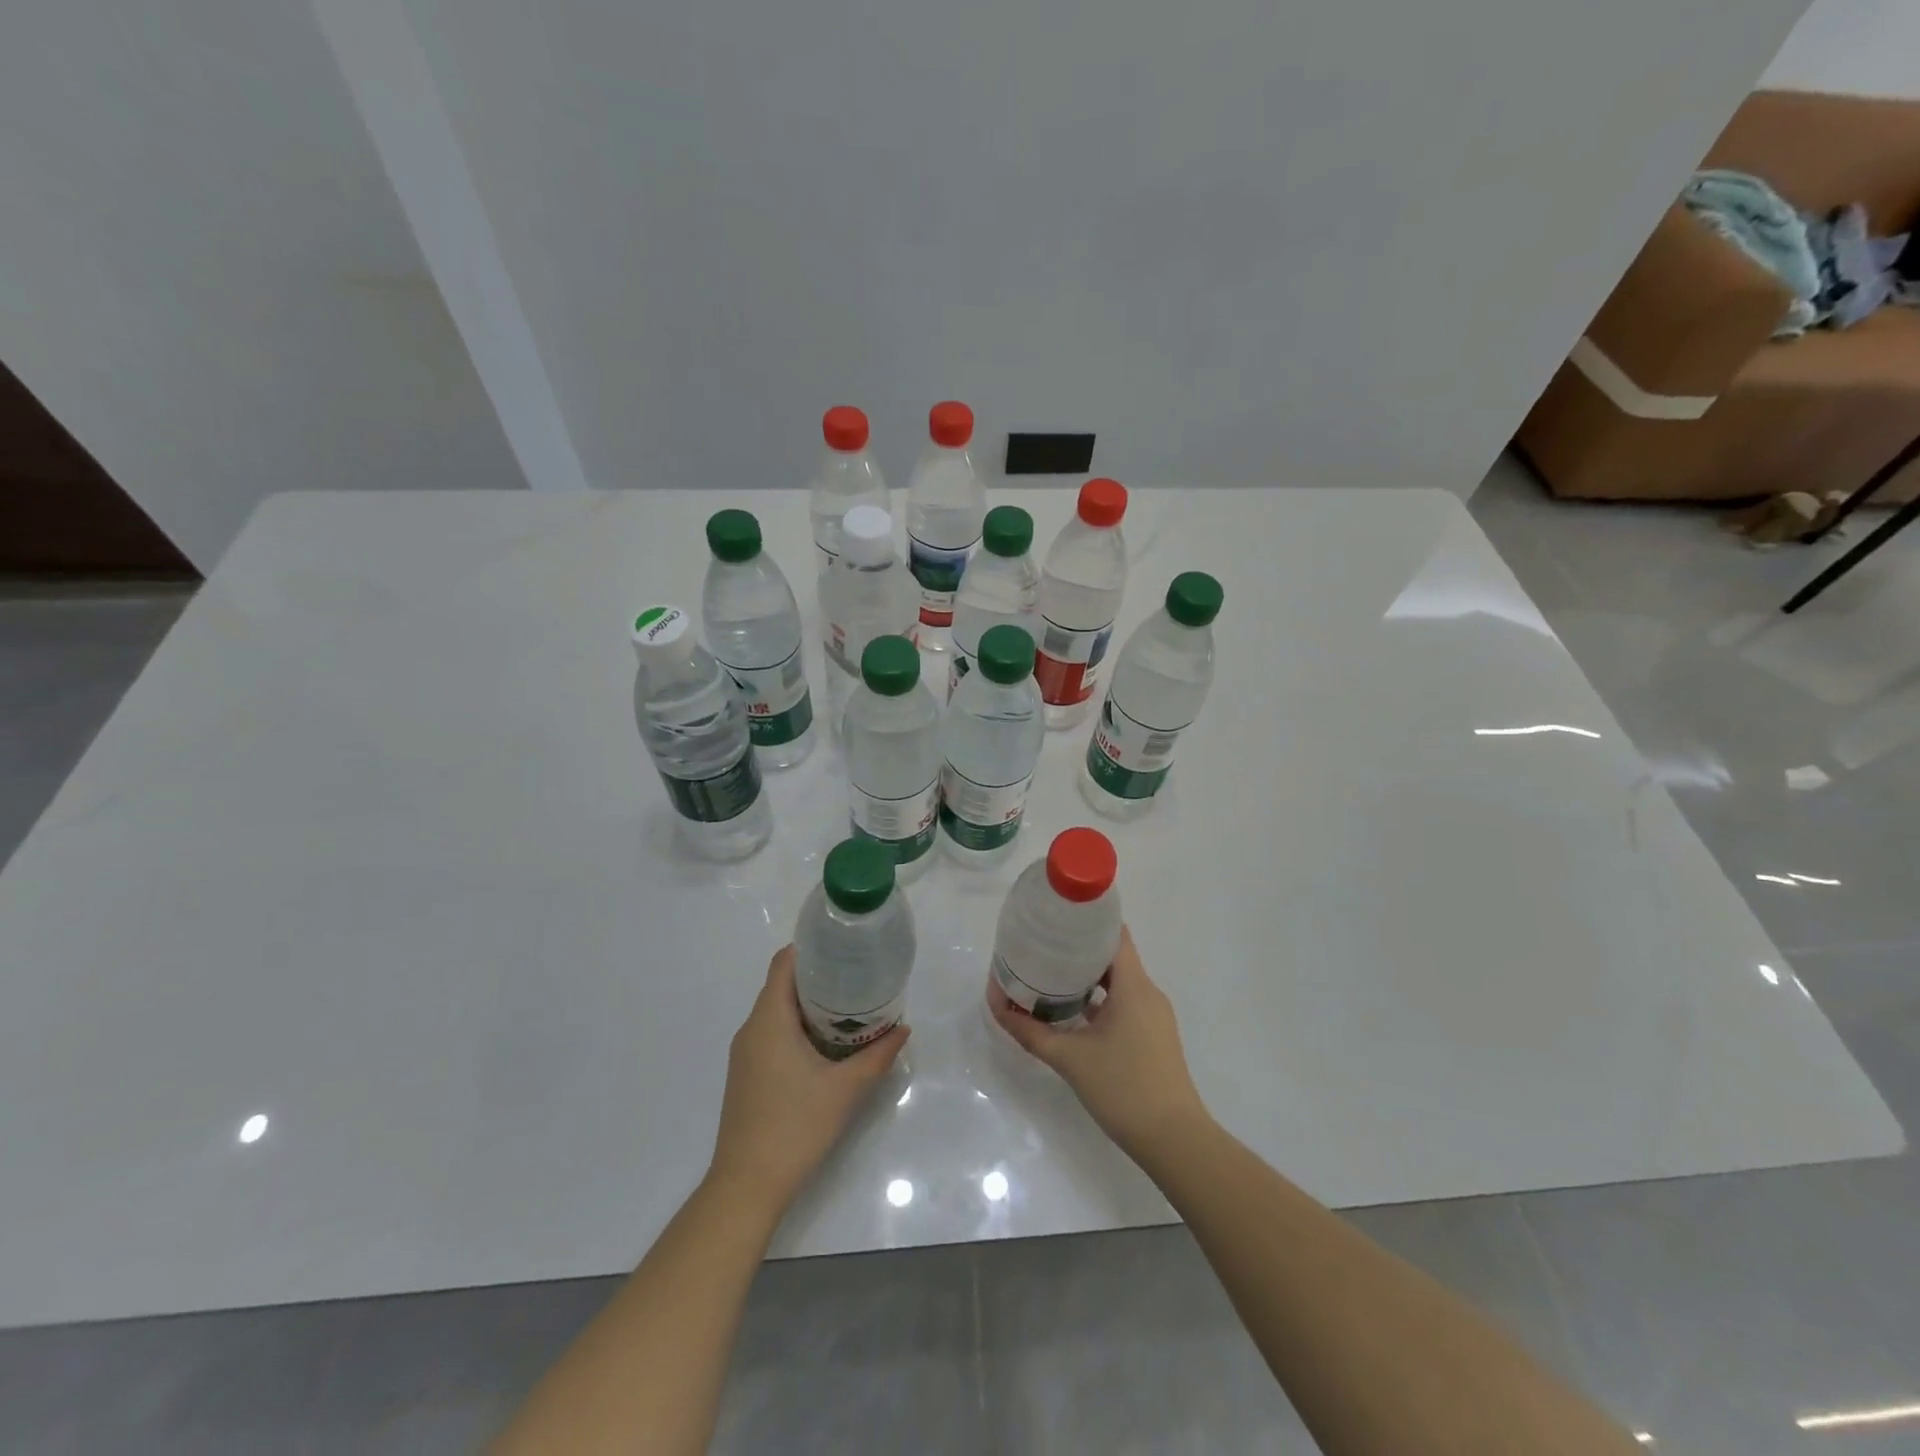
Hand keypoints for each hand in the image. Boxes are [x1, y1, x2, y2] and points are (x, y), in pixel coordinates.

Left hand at [705, 945, 908, 1217]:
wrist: (746, 1187)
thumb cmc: (795, 1127)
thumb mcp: (846, 1089)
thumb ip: (877, 1055)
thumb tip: (902, 1029)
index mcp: (769, 1020)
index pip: (784, 963)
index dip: (812, 948)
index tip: (844, 949)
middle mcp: (751, 1029)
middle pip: (783, 985)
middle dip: (820, 977)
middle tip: (859, 978)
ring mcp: (745, 1054)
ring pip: (778, 1012)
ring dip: (810, 1005)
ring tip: (850, 1008)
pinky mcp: (747, 1075)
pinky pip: (772, 1034)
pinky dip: (798, 1028)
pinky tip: (827, 1045)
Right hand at [989, 924, 1208, 1160]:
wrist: (1175, 1141)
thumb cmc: (1123, 1089)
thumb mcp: (1069, 1059)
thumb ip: (1031, 1032)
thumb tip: (998, 1008)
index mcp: (1133, 986)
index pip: (1114, 934)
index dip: (1088, 920)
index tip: (1057, 917)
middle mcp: (1148, 992)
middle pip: (1114, 956)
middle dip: (1079, 949)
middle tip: (1043, 946)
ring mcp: (1154, 1016)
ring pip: (1119, 982)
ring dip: (1089, 977)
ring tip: (1052, 976)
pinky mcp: (1154, 1037)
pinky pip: (1125, 1003)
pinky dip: (1101, 1000)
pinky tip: (1075, 1013)